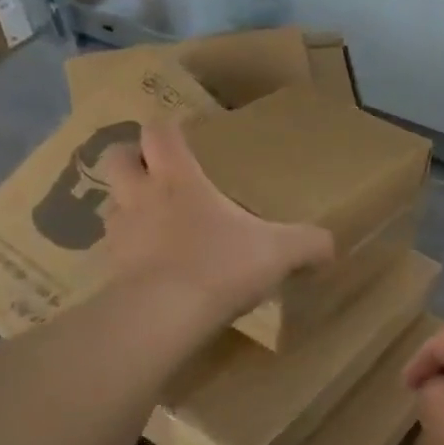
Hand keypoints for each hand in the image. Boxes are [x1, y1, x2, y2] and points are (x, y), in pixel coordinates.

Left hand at [98, 118, 333, 324]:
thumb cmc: (220, 265)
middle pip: (116, 158)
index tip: (181, 131)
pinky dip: (131, 250)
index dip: (168, 128)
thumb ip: (308, 244)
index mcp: (178, 179)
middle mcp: (141, 198)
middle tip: (154, 168)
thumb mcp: (279, 252)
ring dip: (128, 204)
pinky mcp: (111, 272)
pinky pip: (116, 250)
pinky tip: (154, 264)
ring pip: (112, 204)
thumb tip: (332, 246)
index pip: (159, 133)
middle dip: (131, 156)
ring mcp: (121, 235)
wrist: (163, 316)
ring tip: (154, 217)